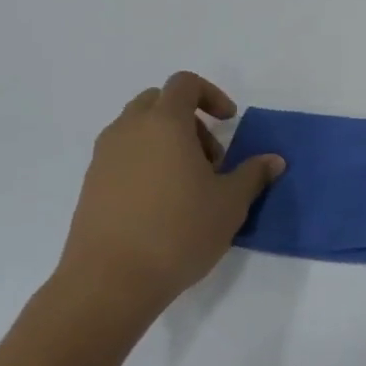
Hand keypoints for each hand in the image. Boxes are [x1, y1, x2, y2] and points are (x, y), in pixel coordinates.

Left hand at [54, 72, 283, 319]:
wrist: (110, 281)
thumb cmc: (179, 231)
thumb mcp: (231, 203)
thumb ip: (253, 174)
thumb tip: (274, 160)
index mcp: (164, 123)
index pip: (185, 84)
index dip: (212, 95)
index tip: (230, 122)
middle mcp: (128, 131)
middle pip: (158, 102)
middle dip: (189, 119)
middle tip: (210, 157)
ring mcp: (104, 158)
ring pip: (138, 129)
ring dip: (167, 142)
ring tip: (189, 184)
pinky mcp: (91, 185)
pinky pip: (123, 156)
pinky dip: (146, 163)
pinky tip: (163, 204)